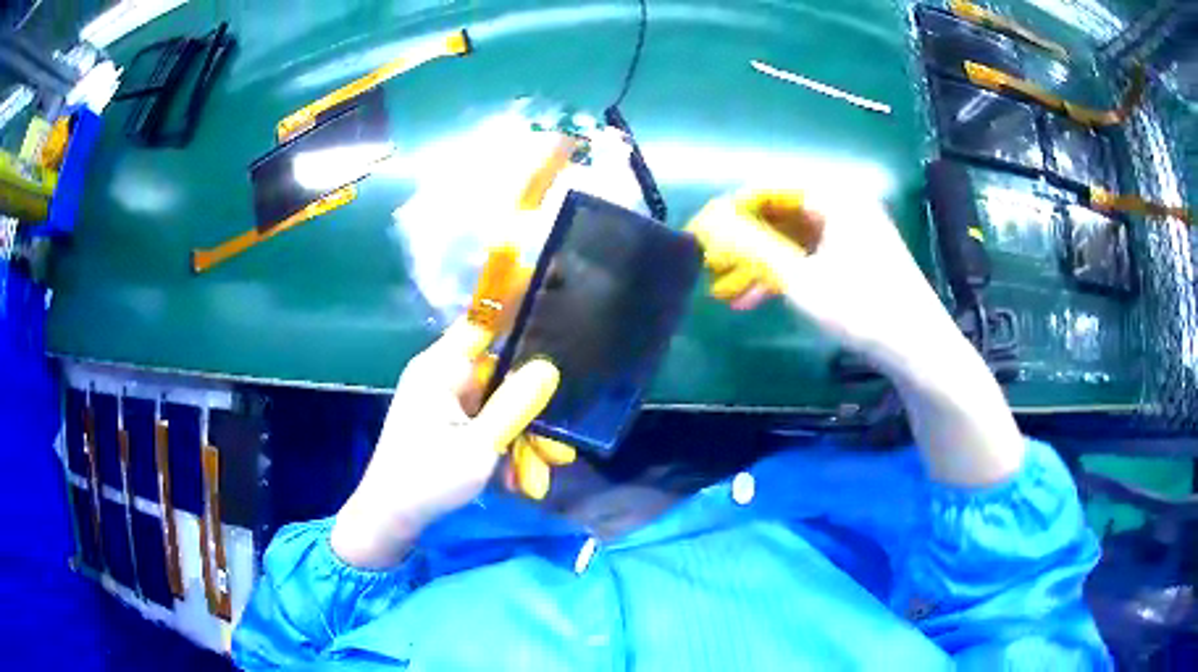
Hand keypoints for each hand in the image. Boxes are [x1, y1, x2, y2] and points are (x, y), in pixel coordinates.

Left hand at [332, 320, 559, 567]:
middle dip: (529, 414)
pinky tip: (517, 481)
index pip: (482, 324)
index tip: (556, 321)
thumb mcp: (480, 446)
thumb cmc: (428, 479)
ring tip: (536, 480)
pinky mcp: (447, 425)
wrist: (390, 519)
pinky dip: (502, 448)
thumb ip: (515, 405)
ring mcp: (444, 402)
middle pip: (500, 376)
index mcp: (440, 369)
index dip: (516, 316)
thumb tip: (548, 367)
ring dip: (520, 440)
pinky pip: (485, 424)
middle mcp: (442, 377)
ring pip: (497, 406)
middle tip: (557, 453)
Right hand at [686, 189, 960, 374]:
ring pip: (791, 238)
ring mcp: (850, 231)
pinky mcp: (855, 255)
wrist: (918, 348)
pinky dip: (783, 272)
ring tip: (727, 294)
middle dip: (743, 243)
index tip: (703, 237)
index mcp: (833, 197)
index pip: (768, 188)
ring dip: (758, 263)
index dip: (731, 211)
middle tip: (712, 270)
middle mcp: (842, 204)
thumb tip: (708, 224)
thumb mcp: (800, 279)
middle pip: (779, 213)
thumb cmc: (862, 308)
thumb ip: (751, 247)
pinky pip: (808, 254)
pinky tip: (757, 299)